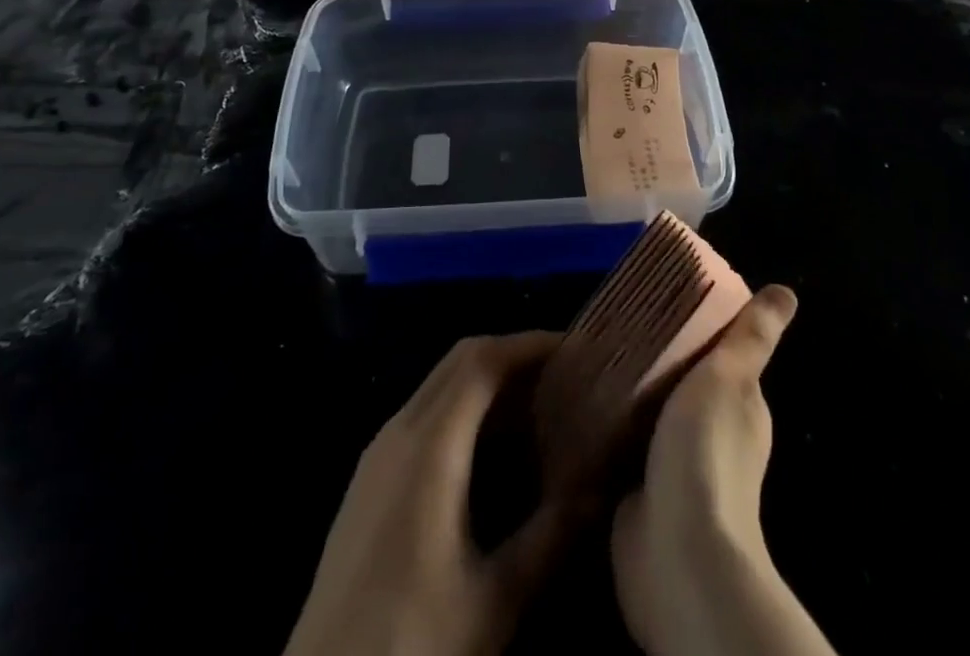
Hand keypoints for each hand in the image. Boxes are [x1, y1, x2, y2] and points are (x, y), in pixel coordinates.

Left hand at [285, 333, 573, 655]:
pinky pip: (424, 413)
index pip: (482, 360)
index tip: (573, 348)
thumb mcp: (495, 600)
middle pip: (460, 360)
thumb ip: (550, 537)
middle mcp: (399, 429)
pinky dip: (463, 407)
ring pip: (440, 384)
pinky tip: (490, 448)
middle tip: (562, 373)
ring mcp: (378, 451)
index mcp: (429, 444)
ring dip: (487, 380)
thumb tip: (599, 490)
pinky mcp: (369, 476)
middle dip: (512, 355)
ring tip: (536, 405)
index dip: (528, 344)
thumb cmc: (412, 639)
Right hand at [612, 285, 832, 655]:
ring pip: (649, 415)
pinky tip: (581, 404)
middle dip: (654, 359)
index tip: (660, 300)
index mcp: (740, 408)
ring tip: (590, 357)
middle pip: (680, 384)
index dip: (695, 330)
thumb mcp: (728, 377)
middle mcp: (711, 436)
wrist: (676, 553)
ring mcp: (674, 469)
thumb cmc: (706, 452)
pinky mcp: (638, 493)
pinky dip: (608, 429)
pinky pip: (622, 448)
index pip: (719, 356)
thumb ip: (751, 337)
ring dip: (627, 395)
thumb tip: (787, 292)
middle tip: (613, 323)